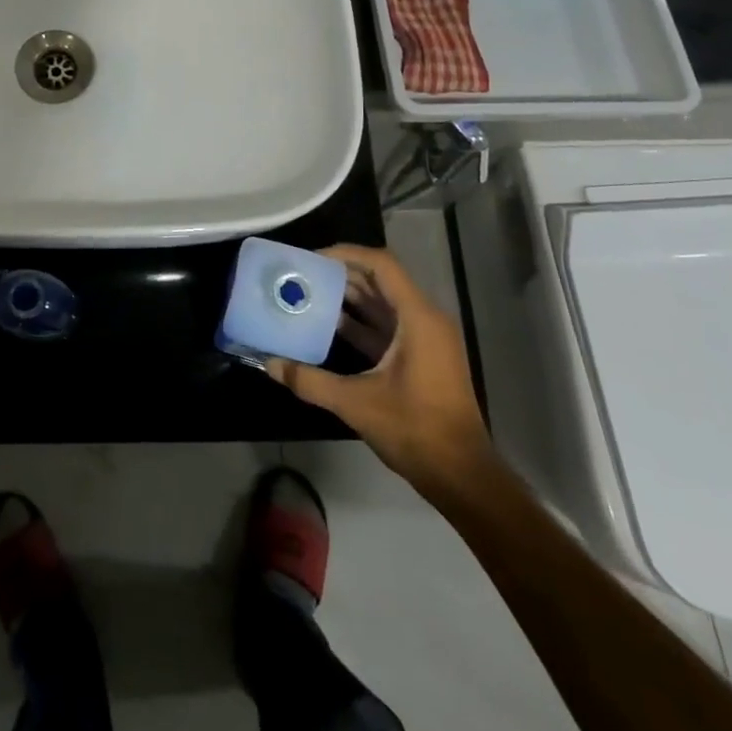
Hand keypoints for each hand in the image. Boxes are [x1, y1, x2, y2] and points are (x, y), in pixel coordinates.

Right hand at [267, 243, 496, 505]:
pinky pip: (387, 326)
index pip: (381, 265)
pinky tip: (327, 325)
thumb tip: (270, 363)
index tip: (311, 258)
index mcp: (418, 319)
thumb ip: (310, 380)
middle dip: (341, 274)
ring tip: (308, 293)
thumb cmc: (415, 430)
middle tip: (302, 274)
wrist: (461, 476)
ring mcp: (425, 340)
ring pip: (383, 304)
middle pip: (380, 280)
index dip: (346, 254)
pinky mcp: (421, 358)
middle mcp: (425, 320)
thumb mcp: (356, 403)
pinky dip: (359, 322)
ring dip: (348, 297)